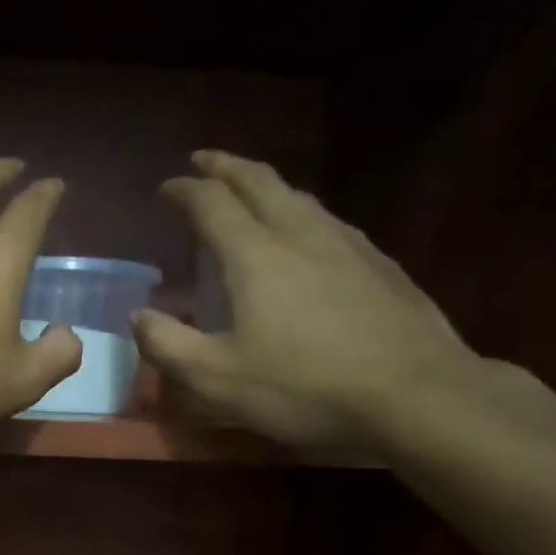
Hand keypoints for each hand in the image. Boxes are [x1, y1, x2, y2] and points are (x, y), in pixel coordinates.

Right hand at [134, 151, 479, 449]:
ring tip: (250, 192)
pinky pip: (328, 220)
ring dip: (265, 185)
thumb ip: (168, 345)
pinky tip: (306, 235)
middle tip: (204, 160)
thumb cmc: (304, 386)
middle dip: (226, 166)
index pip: (211, 203)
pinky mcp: (379, 263)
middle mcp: (300, 233)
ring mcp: (347, 244)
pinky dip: (300, 212)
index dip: (184, 190)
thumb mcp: (217, 378)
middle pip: (259, 181)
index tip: (165, 186)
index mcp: (255, 254)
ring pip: (299, 196)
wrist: (417, 394)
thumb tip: (138, 316)